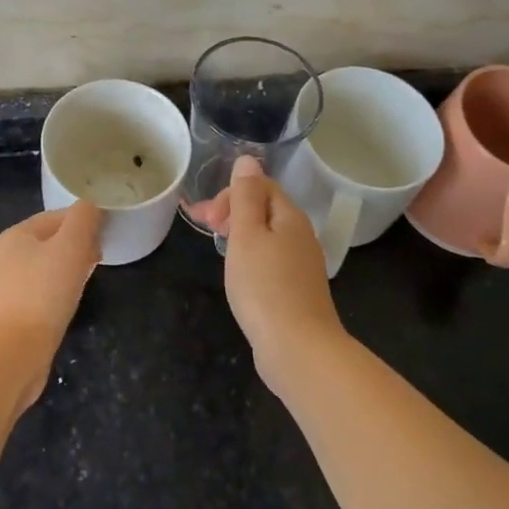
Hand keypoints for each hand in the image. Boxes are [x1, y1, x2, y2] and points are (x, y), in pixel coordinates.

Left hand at [0, 200, 102, 408]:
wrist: (11, 354)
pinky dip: (58, 292)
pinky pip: (41, 292)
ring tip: (87, 282)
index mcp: (17, 234)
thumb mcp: (71, 246)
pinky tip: (68, 305)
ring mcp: (6, 286)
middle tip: (99, 260)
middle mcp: (7, 256)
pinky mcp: (11, 313)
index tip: (105, 239)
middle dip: (78, 246)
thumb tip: (92, 206)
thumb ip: (84, 218)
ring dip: (70, 270)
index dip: (85, 222)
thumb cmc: (43, 293)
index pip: (58, 216)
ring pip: (47, 268)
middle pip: (51, 241)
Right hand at [189, 156, 344, 388]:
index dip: (230, 193)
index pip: (261, 186)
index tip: (206, 217)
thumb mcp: (247, 235)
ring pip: (268, 236)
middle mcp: (302, 236)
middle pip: (265, 209)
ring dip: (240, 234)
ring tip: (218, 248)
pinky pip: (271, 260)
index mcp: (290, 217)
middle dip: (232, 211)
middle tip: (206, 228)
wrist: (298, 349)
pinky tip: (240, 275)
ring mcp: (302, 265)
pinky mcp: (298, 291)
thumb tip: (248, 159)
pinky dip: (251, 258)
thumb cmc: (265, 287)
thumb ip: (246, 196)